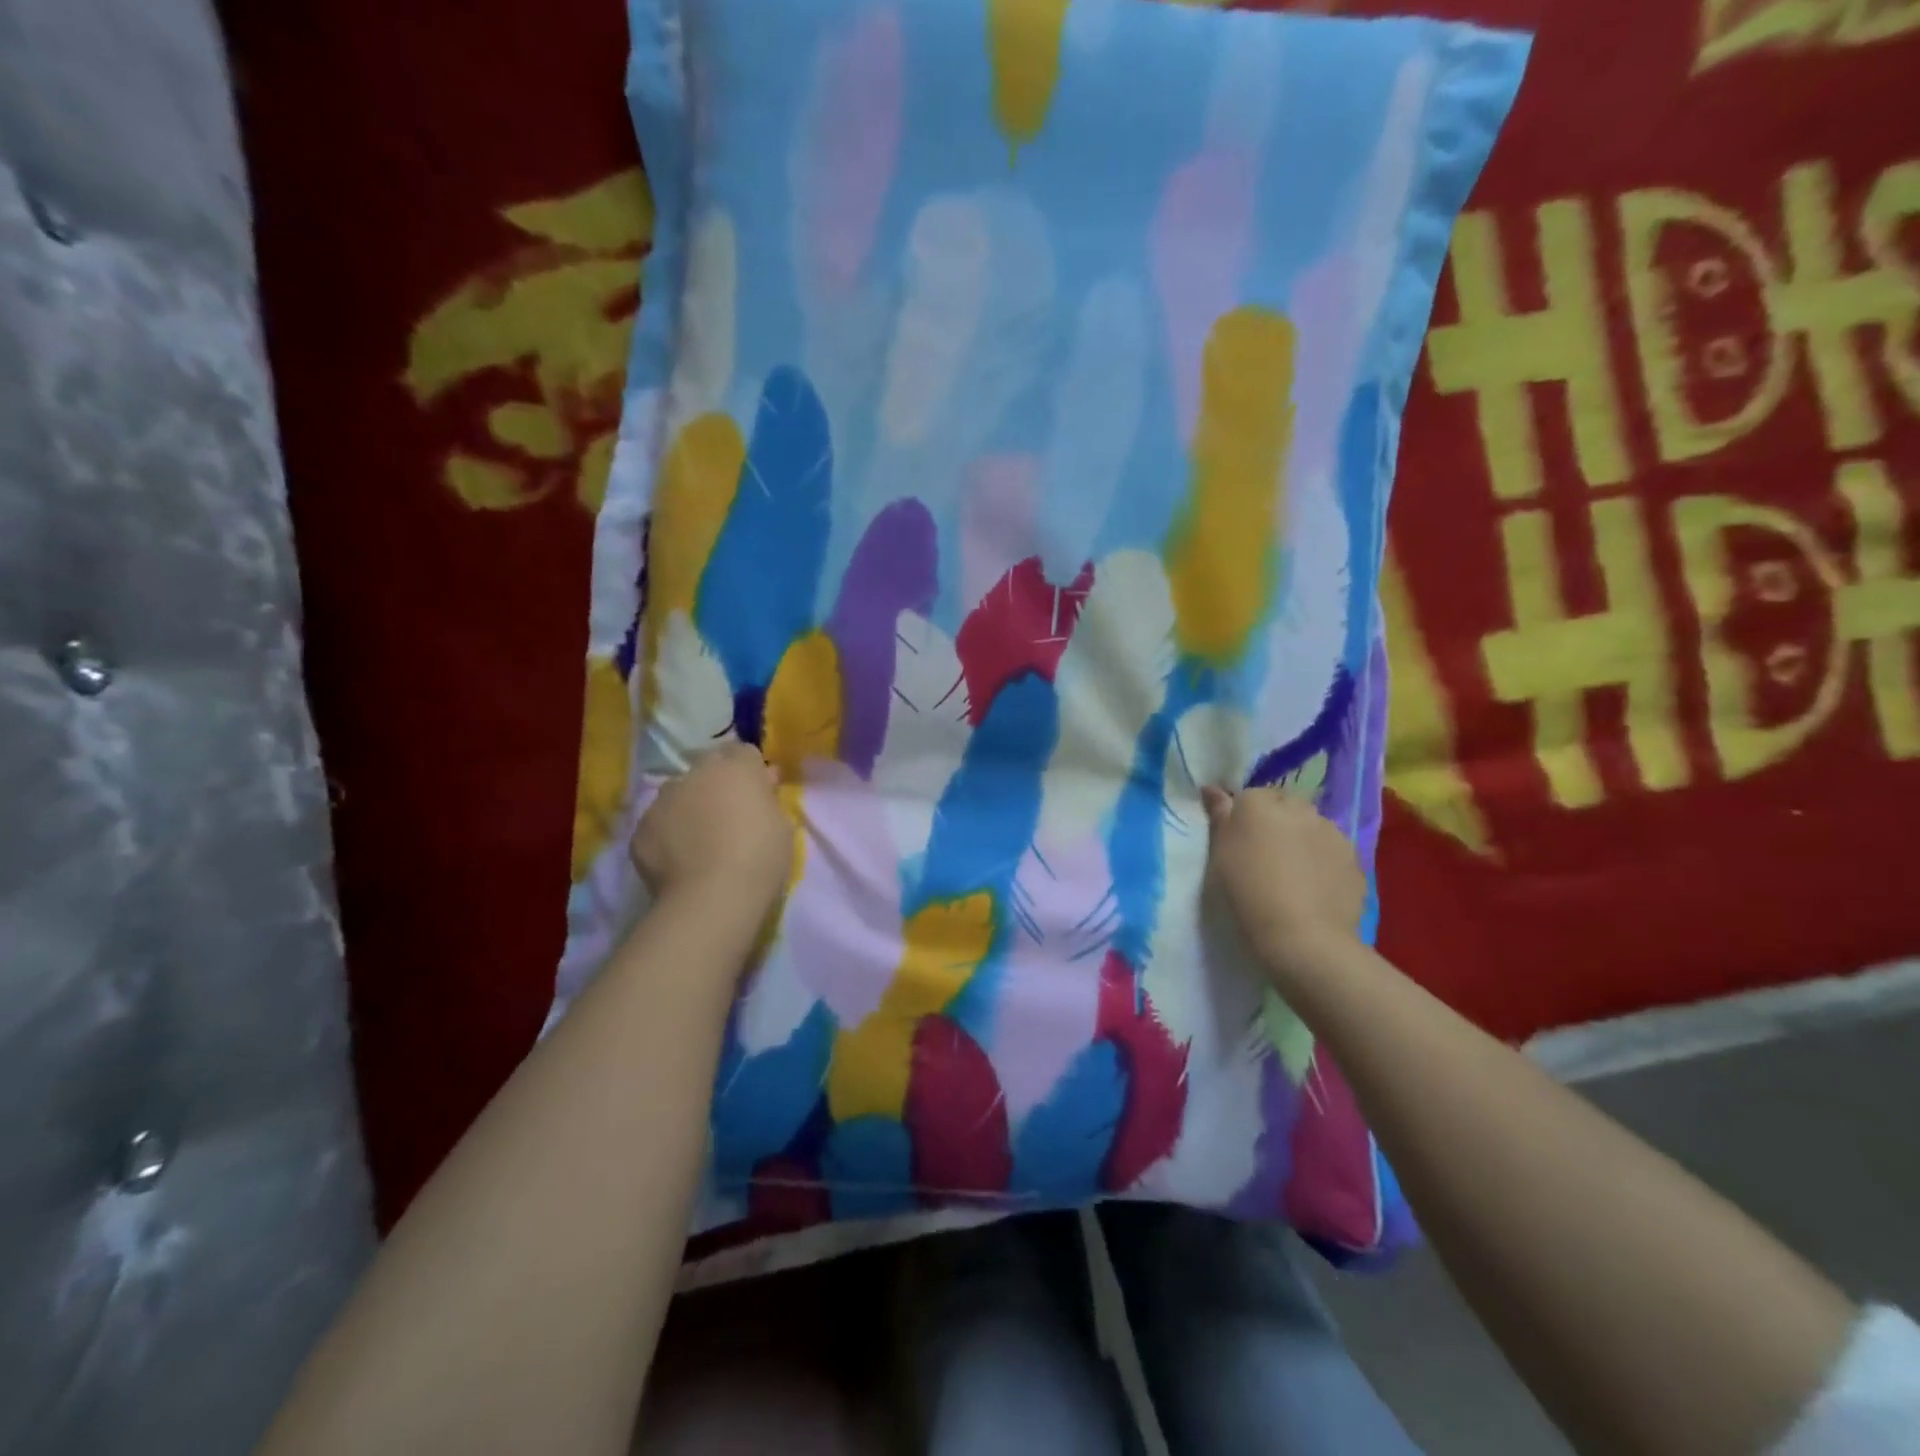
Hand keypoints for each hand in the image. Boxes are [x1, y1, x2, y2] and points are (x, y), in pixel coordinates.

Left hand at [630, 744, 793, 912]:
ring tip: (700, 842)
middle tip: (729, 817)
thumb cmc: (760, 857)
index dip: (750, 772)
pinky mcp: (640, 831)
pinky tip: (680, 861)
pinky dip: (669, 837)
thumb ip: (768, 798)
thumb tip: (763, 781)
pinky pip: (659, 826)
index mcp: (735, 767)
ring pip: (678, 796)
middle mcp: (694, 774)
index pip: (743, 752)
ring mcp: (662, 801)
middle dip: (717, 785)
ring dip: (690, 808)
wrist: (712, 898)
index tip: (758, 794)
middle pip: (707, 770)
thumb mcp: (782, 824)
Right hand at [1202, 786, 1365, 984]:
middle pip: (1283, 807)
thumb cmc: (1247, 893)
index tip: (1239, 845)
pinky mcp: (1353, 856)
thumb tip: (1212, 788)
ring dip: (1301, 839)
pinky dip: (1322, 860)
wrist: (1303, 936)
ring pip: (1310, 826)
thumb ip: (1219, 817)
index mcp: (1258, 803)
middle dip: (1275, 824)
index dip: (1243, 820)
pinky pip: (1331, 849)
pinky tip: (1314, 886)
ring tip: (1293, 874)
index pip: (1248, 797)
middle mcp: (1297, 807)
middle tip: (1264, 857)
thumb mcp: (1220, 856)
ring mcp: (1330, 830)